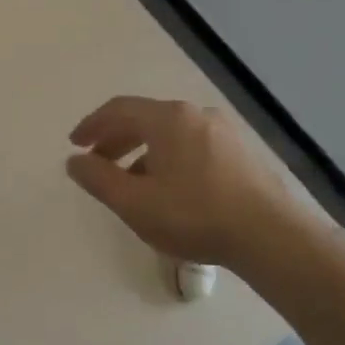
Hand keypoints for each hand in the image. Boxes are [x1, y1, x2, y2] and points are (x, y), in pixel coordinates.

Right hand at [66, 96, 311, 276]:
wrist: (270, 235)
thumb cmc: (193, 215)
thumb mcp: (133, 202)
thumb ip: (98, 179)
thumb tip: (74, 161)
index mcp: (168, 119)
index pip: (119, 109)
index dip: (92, 125)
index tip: (75, 144)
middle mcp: (196, 115)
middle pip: (145, 118)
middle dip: (115, 139)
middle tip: (97, 162)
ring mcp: (223, 133)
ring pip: (170, 134)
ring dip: (142, 152)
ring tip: (130, 182)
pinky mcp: (240, 154)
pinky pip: (191, 146)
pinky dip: (168, 159)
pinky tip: (167, 189)